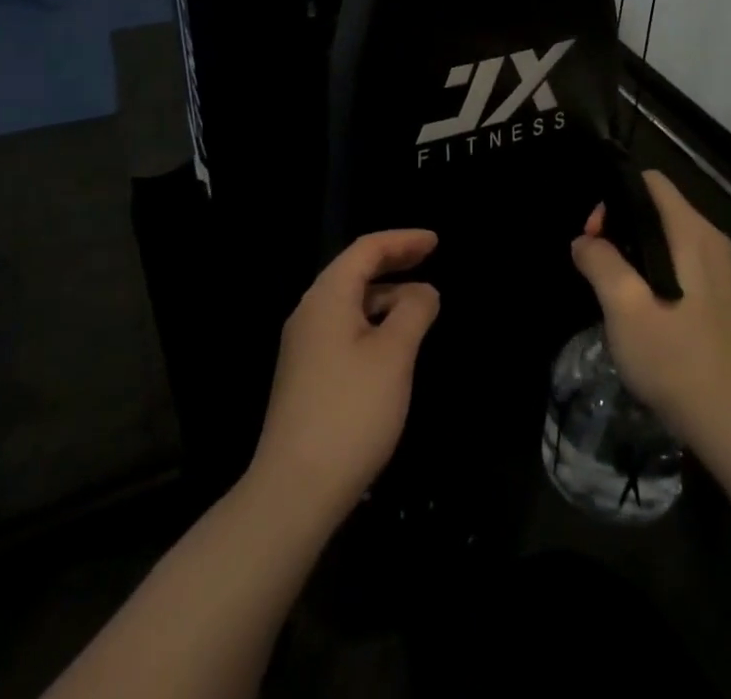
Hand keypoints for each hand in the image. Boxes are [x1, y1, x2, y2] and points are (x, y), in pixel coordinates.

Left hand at [251, 229, 441, 521]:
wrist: (294, 490)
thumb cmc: (350, 412)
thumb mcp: (394, 355)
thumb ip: (413, 312)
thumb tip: (424, 291)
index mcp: (327, 297)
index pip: (366, 250)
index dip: (402, 240)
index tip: (435, 242)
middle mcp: (310, 313)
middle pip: (354, 271)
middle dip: (393, 262)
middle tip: (430, 258)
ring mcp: (304, 346)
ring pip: (349, 303)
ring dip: (385, 295)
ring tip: (421, 304)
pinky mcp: (306, 375)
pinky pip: (344, 329)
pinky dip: (373, 322)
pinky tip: (393, 343)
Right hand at [571, 170, 730, 445]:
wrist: (727, 418)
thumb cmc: (673, 357)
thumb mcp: (624, 306)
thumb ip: (600, 262)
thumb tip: (584, 241)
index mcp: (692, 232)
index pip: (649, 182)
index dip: (615, 198)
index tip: (595, 236)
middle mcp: (709, 238)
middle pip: (654, 205)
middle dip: (619, 225)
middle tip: (595, 264)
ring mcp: (716, 266)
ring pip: (662, 233)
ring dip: (631, 249)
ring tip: (610, 285)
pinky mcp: (715, 291)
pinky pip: (674, 257)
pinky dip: (649, 266)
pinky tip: (636, 302)